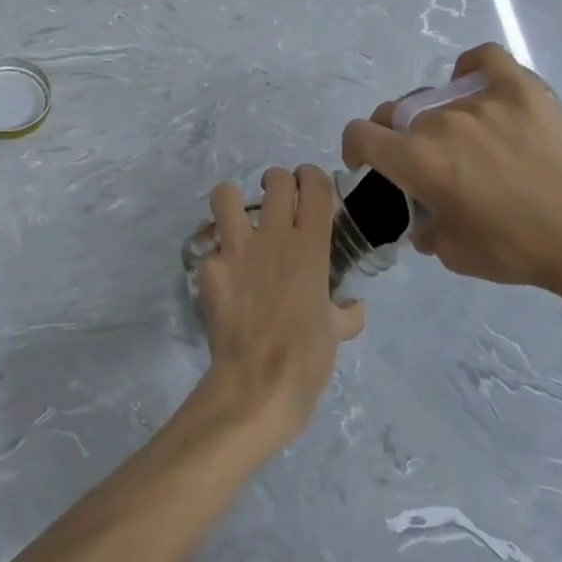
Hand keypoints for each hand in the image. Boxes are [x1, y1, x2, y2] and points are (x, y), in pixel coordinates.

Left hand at [192, 166, 363, 446]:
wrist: (258, 384)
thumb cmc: (307, 359)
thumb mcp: (336, 334)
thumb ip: (345, 314)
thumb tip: (354, 308)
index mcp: (311, 247)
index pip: (315, 185)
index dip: (312, 176)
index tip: (309, 186)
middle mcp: (274, 237)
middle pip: (275, 179)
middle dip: (276, 182)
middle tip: (275, 203)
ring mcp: (237, 249)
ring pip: (226, 194)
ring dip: (231, 202)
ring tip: (236, 220)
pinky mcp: (209, 268)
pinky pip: (208, 248)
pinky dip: (213, 257)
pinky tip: (220, 277)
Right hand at [341, 44, 561, 291]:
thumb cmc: (513, 248)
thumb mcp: (450, 253)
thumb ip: (422, 227)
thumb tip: (421, 218)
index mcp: (415, 159)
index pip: (360, 134)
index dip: (356, 148)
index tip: (368, 163)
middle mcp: (438, 122)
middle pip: (398, 114)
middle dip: (399, 136)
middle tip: (426, 161)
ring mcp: (479, 100)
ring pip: (439, 98)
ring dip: (439, 119)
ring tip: (468, 140)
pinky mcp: (519, 89)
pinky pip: (485, 59)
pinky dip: (472, 67)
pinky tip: (474, 82)